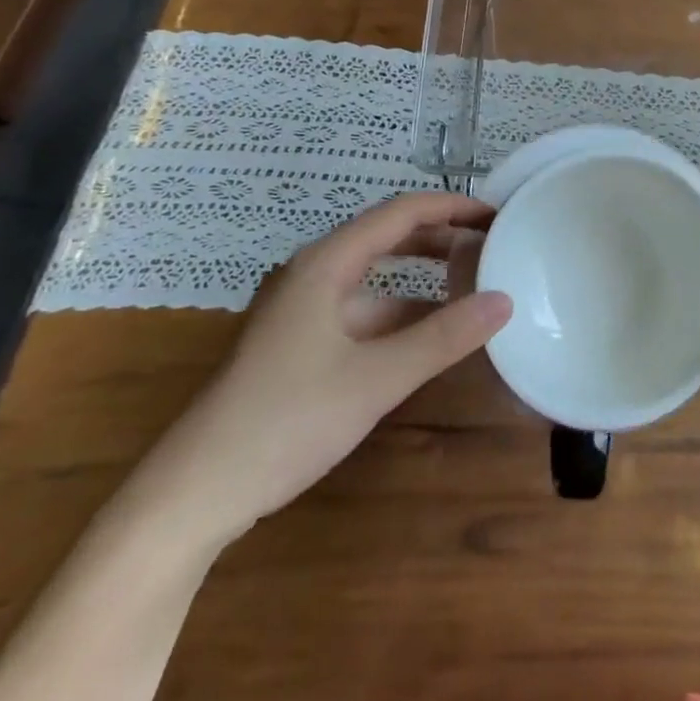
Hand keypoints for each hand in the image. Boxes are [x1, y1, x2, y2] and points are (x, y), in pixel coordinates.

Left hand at [128, 192, 510, 552]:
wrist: (194, 493)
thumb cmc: (285, 421)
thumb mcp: (376, 379)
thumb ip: (443, 337)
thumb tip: (505, 301)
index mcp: (325, 265)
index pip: (400, 213)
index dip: (451, 207)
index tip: (495, 215)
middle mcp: (313, 275)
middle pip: (387, 238)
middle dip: (440, 237)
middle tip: (491, 245)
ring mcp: (303, 311)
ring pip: (375, 279)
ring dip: (422, 279)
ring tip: (472, 287)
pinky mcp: (299, 345)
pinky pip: (362, 313)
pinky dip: (400, 315)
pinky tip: (429, 337)